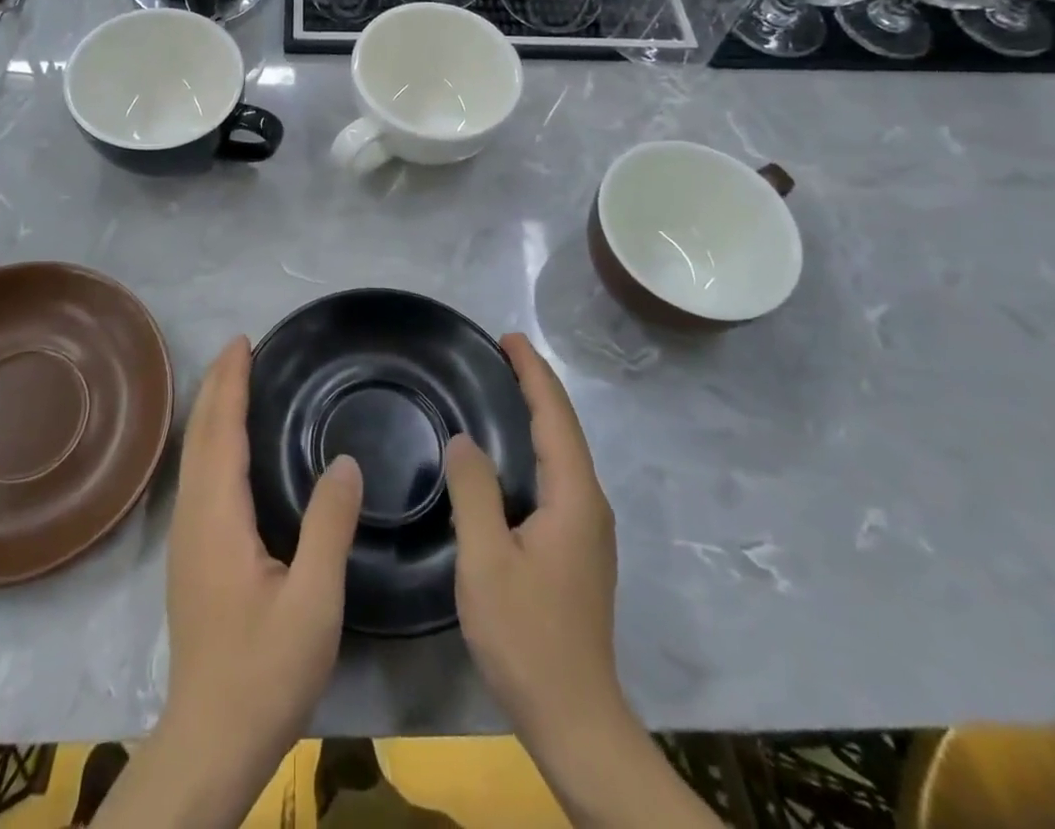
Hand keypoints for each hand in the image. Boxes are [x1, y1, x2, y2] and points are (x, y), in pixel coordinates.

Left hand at [152, 336, 362, 821]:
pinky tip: (231, 449)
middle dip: (218, 386)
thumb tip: (346, 460)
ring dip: (213, 412)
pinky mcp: (191, 557)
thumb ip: (329, 526)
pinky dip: (213, 441)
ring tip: (236, 383)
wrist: (210, 740)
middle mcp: (193, 517)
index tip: (243, 342)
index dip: (230, 383)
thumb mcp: (313, 601)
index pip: (220, 430)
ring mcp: (187, 538)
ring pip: (194, 456)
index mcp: (218, 516)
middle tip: (242, 349)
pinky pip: (199, 476)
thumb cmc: (264, 670)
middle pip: (200, 435)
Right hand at [445, 332, 624, 745]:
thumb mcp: (486, 559)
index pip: (556, 416)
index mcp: (574, 497)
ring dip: (537, 416)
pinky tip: (509, 456)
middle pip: (565, 429)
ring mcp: (588, 530)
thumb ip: (474, 492)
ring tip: (503, 390)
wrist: (574, 717)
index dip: (533, 373)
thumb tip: (464, 440)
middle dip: (536, 386)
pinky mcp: (577, 549)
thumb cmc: (526, 635)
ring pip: (563, 454)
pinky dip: (536, 447)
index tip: (509, 338)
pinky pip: (557, 478)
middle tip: (501, 355)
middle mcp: (590, 504)